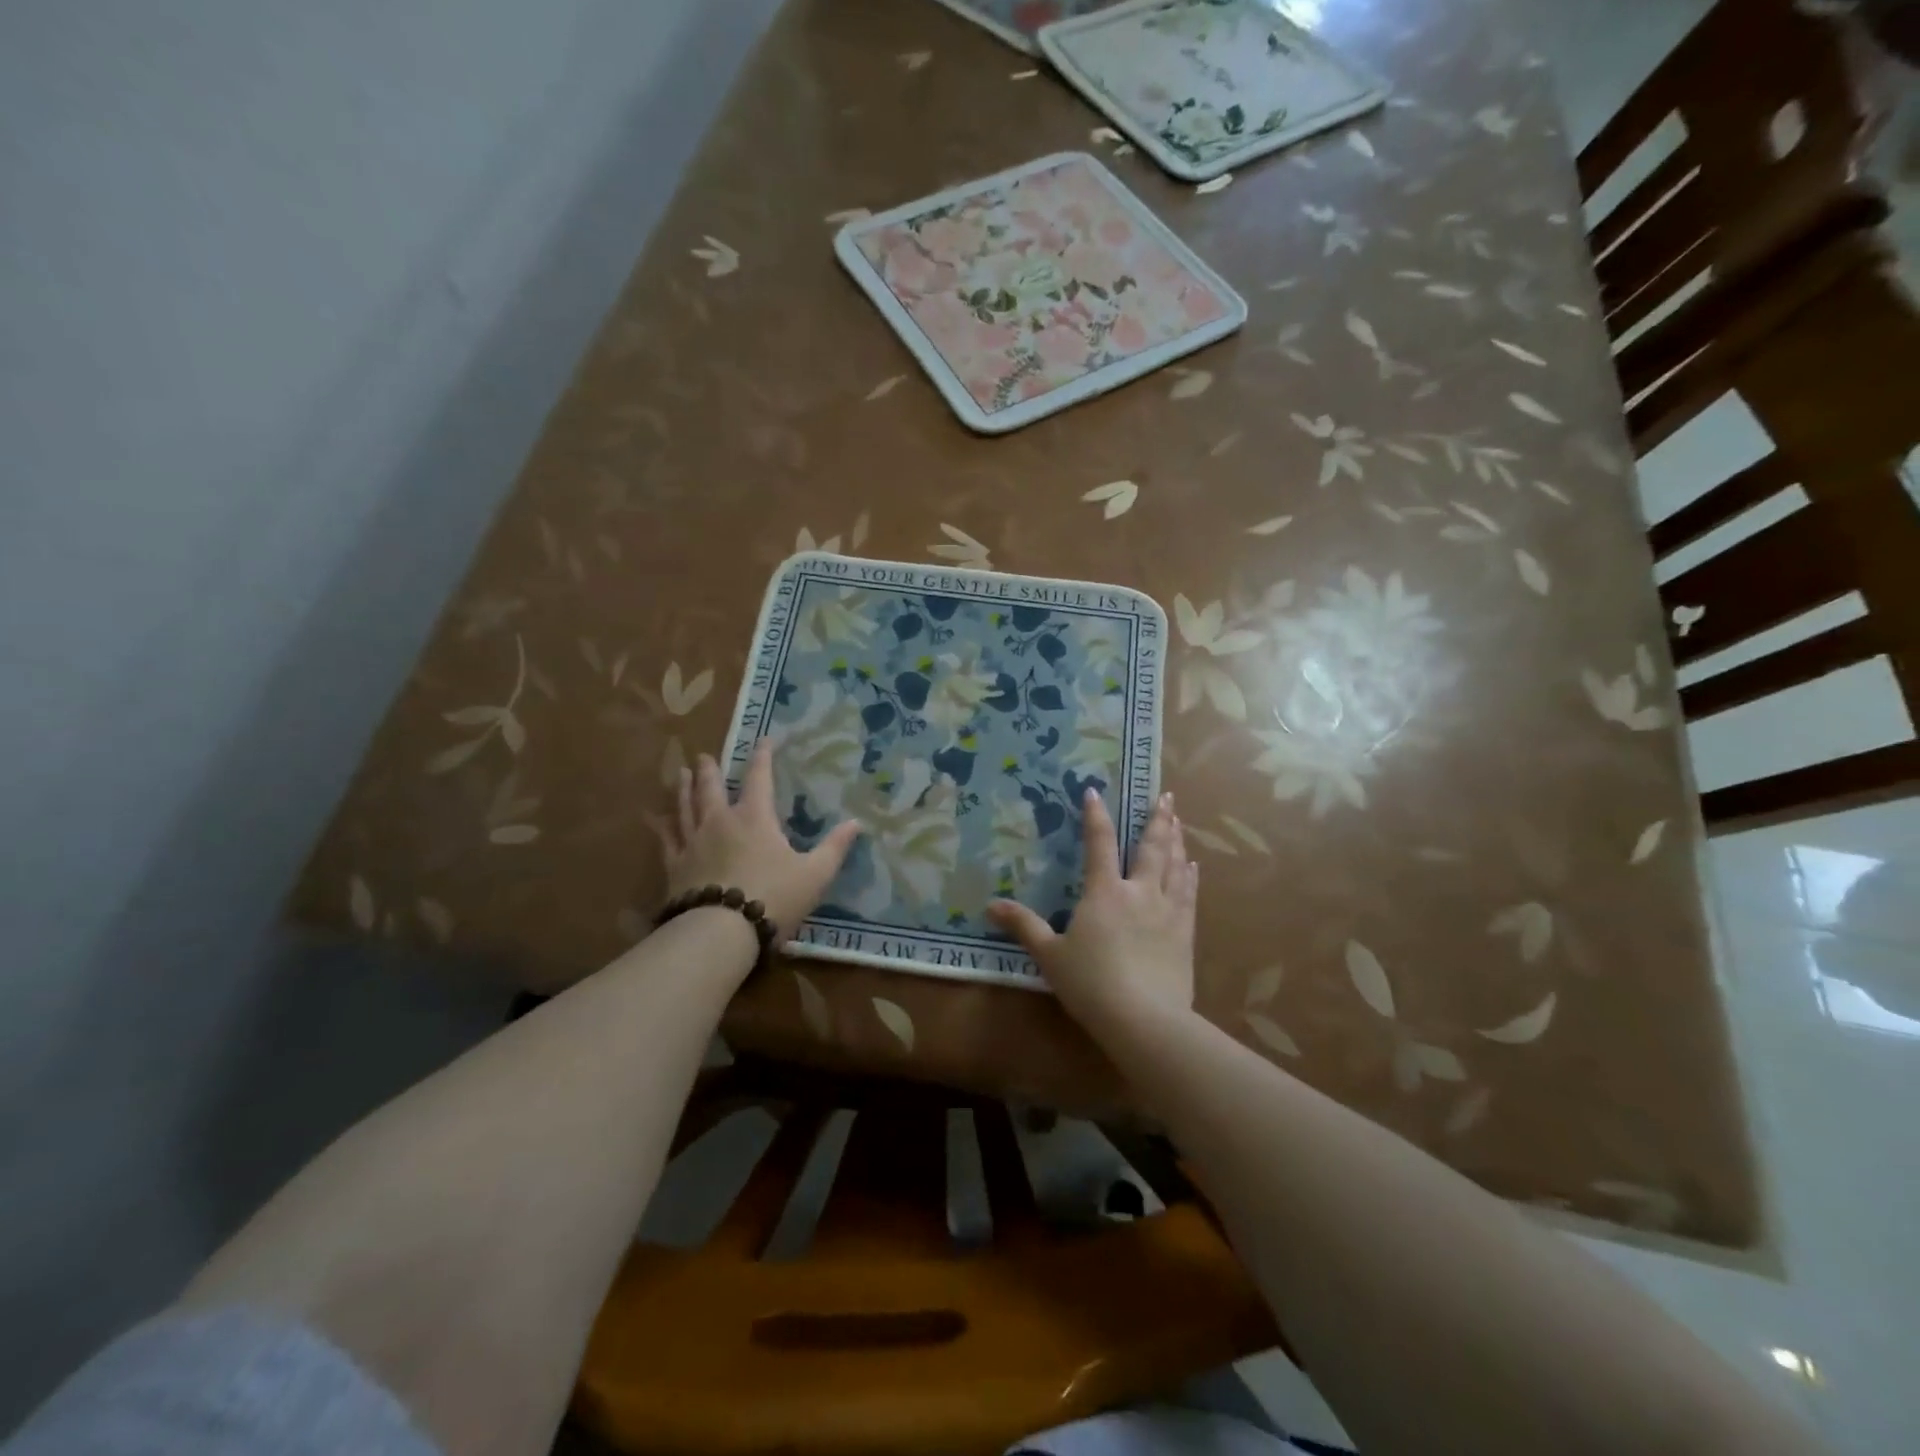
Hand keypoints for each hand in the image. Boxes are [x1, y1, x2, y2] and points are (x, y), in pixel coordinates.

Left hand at [662, 739, 862, 942]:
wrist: (720, 932)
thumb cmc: (774, 897)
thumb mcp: (815, 874)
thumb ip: (835, 847)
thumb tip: (857, 822)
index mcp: (754, 818)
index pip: (759, 777)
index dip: (762, 757)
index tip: (763, 739)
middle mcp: (720, 821)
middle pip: (711, 788)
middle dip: (711, 769)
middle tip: (704, 756)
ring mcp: (692, 843)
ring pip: (685, 807)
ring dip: (684, 788)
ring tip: (682, 773)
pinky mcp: (674, 867)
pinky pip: (666, 839)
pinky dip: (662, 825)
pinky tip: (657, 819)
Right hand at [987, 789, 1196, 1039]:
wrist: (1144, 1019)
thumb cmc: (1090, 984)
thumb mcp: (1049, 955)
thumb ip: (1024, 926)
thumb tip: (991, 905)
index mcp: (1104, 892)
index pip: (1099, 843)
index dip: (1096, 816)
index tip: (1095, 792)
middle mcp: (1139, 891)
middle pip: (1150, 847)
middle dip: (1156, 819)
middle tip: (1164, 796)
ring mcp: (1166, 910)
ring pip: (1175, 865)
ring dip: (1176, 840)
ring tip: (1179, 820)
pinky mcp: (1184, 932)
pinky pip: (1190, 894)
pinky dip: (1191, 876)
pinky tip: (1194, 867)